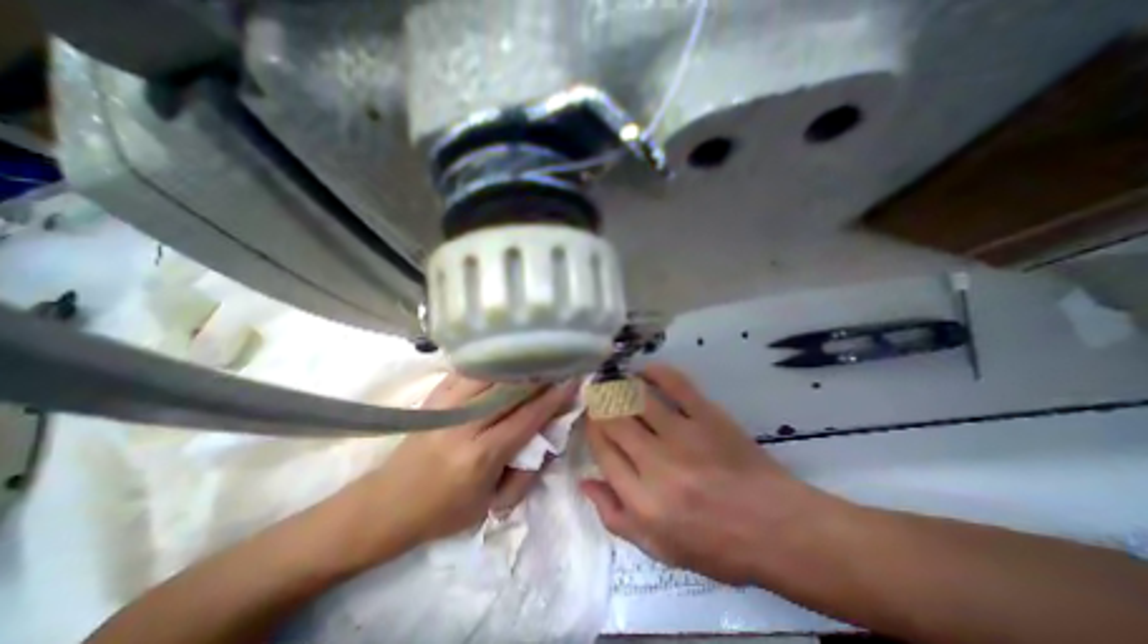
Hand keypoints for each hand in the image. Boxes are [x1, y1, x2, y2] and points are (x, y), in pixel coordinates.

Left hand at [340, 375, 574, 554]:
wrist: (385, 506)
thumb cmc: (442, 513)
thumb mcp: (490, 506)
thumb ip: (524, 475)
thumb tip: (546, 442)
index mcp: (481, 455)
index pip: (527, 417)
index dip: (553, 398)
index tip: (571, 381)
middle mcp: (465, 425)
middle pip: (511, 389)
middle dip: (540, 375)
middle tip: (559, 364)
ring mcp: (445, 407)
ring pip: (490, 375)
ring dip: (517, 366)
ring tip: (536, 359)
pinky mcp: (433, 399)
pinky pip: (468, 372)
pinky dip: (491, 364)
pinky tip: (505, 359)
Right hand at [584, 364, 835, 585]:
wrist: (777, 529)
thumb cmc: (716, 545)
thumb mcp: (659, 548)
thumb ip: (615, 516)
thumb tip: (585, 479)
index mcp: (643, 500)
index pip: (602, 450)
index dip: (591, 429)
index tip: (591, 420)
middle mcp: (657, 464)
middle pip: (613, 419)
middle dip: (599, 403)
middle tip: (597, 397)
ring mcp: (683, 435)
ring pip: (636, 398)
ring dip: (620, 386)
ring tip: (616, 383)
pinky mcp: (708, 416)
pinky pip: (674, 383)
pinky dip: (655, 372)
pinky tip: (645, 372)